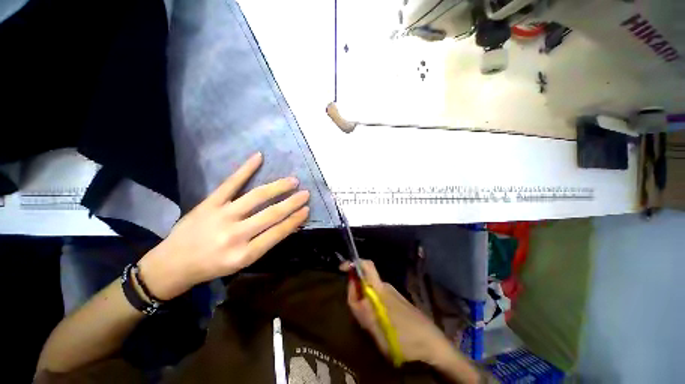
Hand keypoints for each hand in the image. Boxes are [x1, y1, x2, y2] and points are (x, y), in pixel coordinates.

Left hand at [139, 152, 309, 299]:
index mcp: (245, 254)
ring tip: (293, 180)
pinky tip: (259, 157)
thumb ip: (264, 243)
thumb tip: (287, 224)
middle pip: (271, 214)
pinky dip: (245, 169)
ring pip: (256, 196)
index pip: (278, 232)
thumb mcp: (242, 262)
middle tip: (306, 193)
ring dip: (278, 187)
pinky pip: (231, 183)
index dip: (294, 220)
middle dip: (292, 202)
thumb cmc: (212, 266)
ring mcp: (221, 216)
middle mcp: (235, 235)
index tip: (307, 209)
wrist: (173, 264)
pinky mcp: (209, 203)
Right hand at [343, 260, 452, 364]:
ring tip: (368, 323)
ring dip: (363, 299)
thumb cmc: (406, 339)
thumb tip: (353, 293)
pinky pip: (378, 296)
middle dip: (355, 289)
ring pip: (370, 289)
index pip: (366, 266)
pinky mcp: (396, 299)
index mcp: (380, 291)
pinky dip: (371, 303)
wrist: (432, 343)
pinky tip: (378, 321)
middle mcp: (385, 287)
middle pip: (365, 280)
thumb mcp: (380, 333)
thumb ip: (364, 313)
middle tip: (356, 311)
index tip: (341, 269)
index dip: (353, 264)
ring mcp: (392, 292)